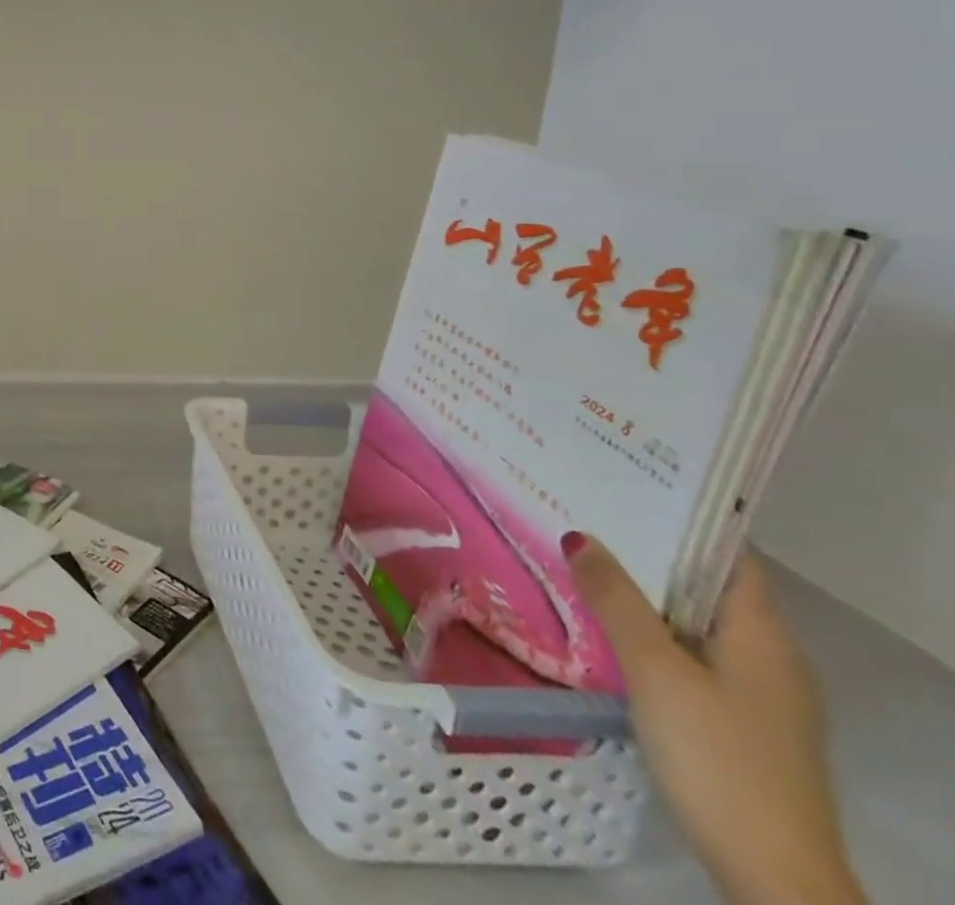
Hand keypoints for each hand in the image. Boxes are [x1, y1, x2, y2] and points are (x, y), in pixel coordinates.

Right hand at [566, 537, 865, 904]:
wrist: (771, 874)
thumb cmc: (718, 757)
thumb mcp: (656, 671)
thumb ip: (617, 601)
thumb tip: (579, 536)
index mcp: (763, 637)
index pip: (729, 555)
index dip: (681, 518)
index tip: (624, 485)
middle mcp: (770, 657)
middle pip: (707, 586)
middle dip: (648, 552)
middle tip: (583, 515)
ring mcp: (758, 694)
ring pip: (693, 621)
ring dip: (644, 593)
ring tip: (580, 561)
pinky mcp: (738, 722)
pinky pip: (689, 653)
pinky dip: (650, 631)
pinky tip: (604, 628)